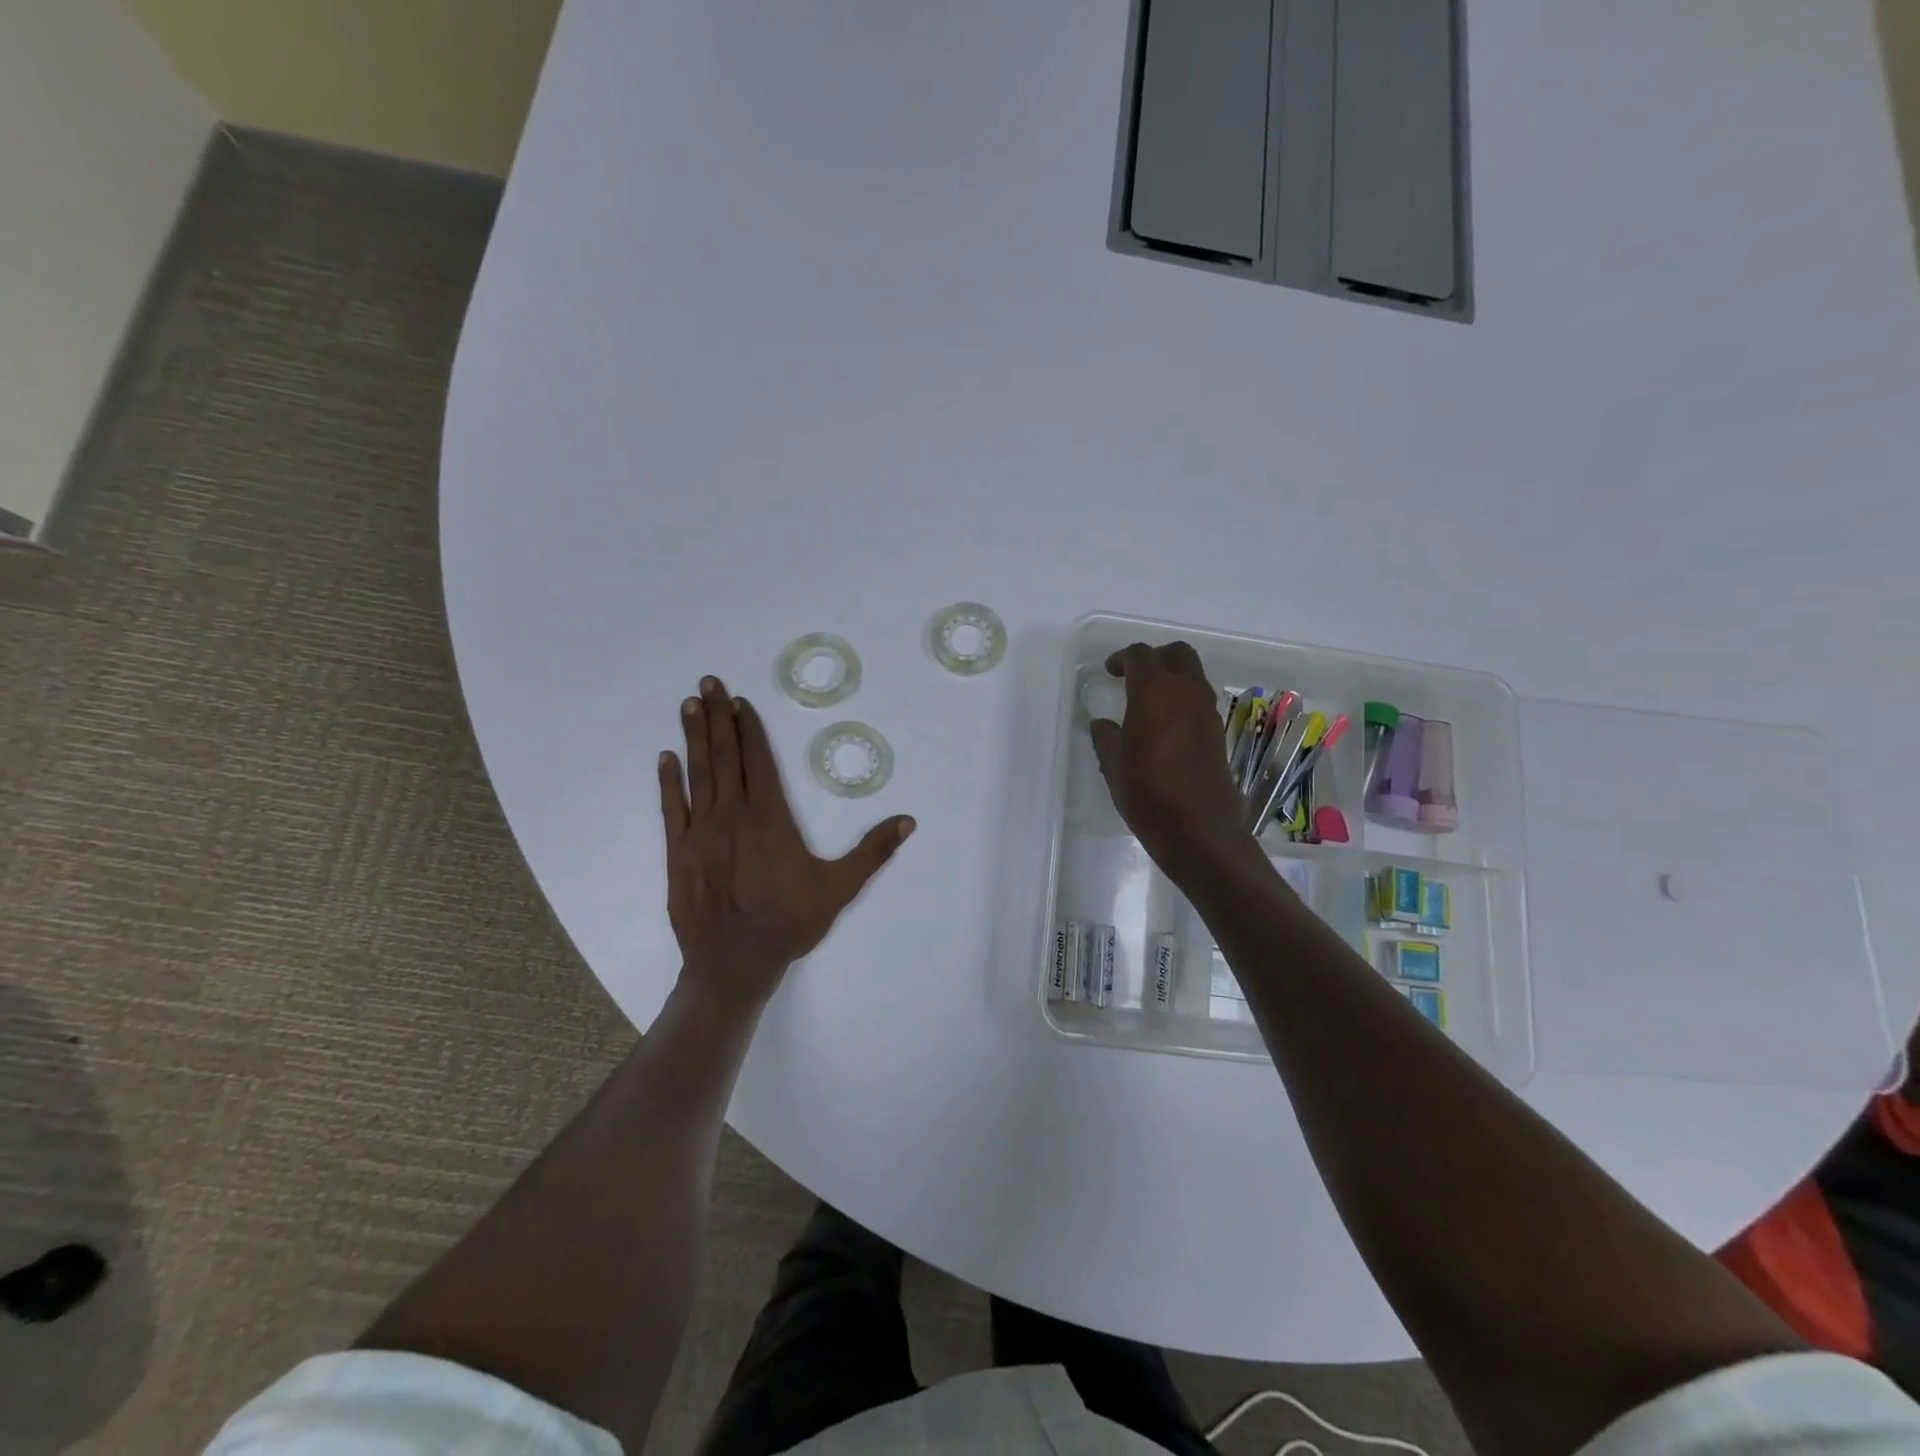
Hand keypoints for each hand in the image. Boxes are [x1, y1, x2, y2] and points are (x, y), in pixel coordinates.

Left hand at [659, 676, 914, 1014]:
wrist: (735, 962)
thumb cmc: (790, 921)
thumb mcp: (840, 887)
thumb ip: (873, 851)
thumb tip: (908, 821)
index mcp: (770, 817)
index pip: (759, 760)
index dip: (750, 728)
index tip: (740, 701)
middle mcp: (733, 814)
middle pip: (725, 756)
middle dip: (718, 716)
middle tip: (709, 682)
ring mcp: (701, 831)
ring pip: (698, 773)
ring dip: (694, 736)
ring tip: (690, 704)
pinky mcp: (679, 852)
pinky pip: (673, 808)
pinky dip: (669, 781)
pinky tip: (665, 757)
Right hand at [1088, 642, 1256, 874]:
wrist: (1199, 831)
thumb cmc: (1148, 794)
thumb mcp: (1114, 766)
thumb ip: (1106, 738)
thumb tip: (1103, 724)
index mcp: (1156, 692)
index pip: (1140, 656)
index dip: (1122, 658)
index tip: (1110, 671)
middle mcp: (1187, 693)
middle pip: (1177, 654)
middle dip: (1155, 658)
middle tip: (1134, 677)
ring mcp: (1208, 712)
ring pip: (1193, 676)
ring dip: (1172, 678)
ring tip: (1148, 702)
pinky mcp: (1218, 733)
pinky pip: (1200, 701)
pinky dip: (1183, 700)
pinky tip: (1164, 727)